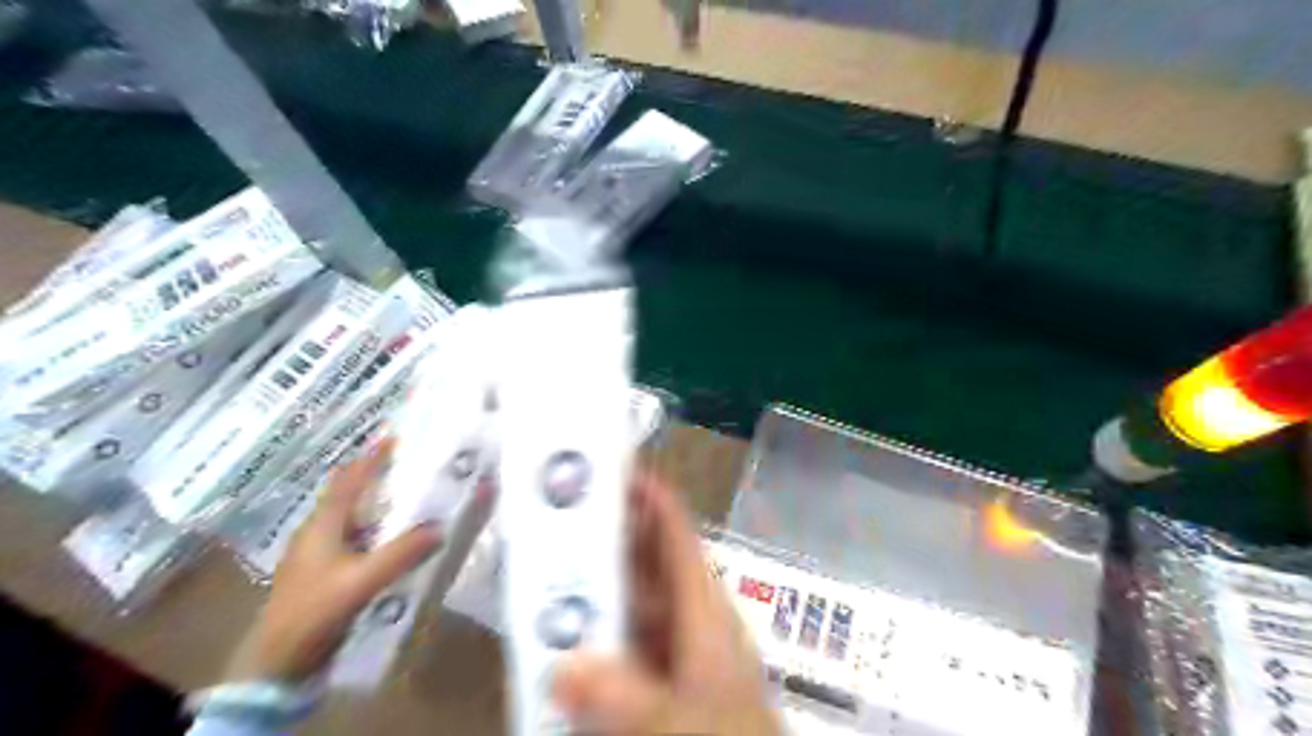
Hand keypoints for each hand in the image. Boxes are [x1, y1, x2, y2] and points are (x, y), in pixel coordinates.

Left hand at [223, 436, 444, 683]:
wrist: (277, 664)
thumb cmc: (314, 612)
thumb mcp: (361, 582)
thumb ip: (401, 553)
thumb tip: (441, 527)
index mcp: (324, 524)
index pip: (350, 478)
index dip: (373, 456)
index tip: (400, 435)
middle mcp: (322, 531)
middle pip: (355, 494)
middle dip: (383, 477)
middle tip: (420, 465)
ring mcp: (324, 554)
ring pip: (360, 518)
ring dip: (386, 505)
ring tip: (420, 497)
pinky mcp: (329, 574)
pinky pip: (363, 541)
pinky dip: (384, 532)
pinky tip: (403, 539)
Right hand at [551, 474, 775, 735]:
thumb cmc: (727, 734)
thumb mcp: (679, 719)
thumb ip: (624, 694)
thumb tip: (561, 668)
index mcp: (704, 608)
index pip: (676, 534)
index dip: (647, 495)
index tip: (608, 468)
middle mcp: (690, 620)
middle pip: (647, 563)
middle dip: (606, 537)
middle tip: (555, 517)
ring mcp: (677, 651)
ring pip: (631, 604)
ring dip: (594, 589)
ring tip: (545, 571)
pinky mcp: (664, 680)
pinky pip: (624, 644)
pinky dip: (596, 636)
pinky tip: (562, 644)